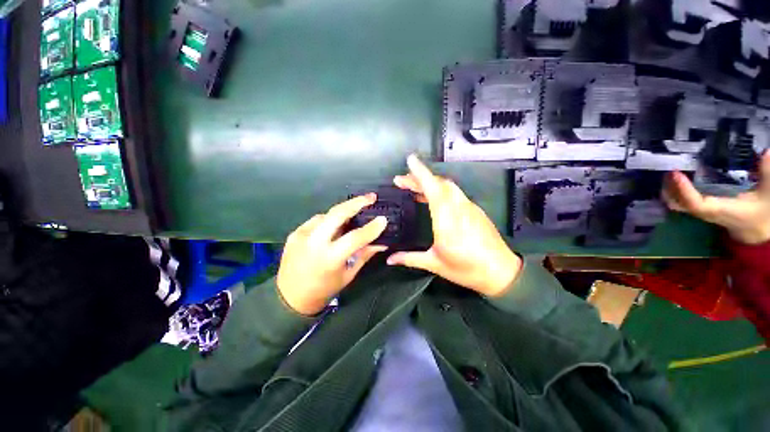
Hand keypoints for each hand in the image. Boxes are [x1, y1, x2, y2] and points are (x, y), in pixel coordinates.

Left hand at [277, 194, 388, 315]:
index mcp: (330, 258)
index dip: (371, 228)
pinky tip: (334, 226)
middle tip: (371, 197)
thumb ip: (364, 255)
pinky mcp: (294, 233)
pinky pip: (316, 221)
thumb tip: (381, 243)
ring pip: (327, 214)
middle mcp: (314, 243)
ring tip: (354, 214)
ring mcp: (302, 235)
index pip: (355, 238)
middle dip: (356, 202)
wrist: (289, 298)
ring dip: (342, 212)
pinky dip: (328, 220)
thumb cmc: (323, 290)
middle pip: (337, 214)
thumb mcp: (348, 275)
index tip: (383, 219)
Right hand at [387, 155, 521, 296]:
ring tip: (414, 189)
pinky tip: (433, 199)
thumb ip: (410, 258)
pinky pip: (455, 193)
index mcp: (447, 220)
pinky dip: (441, 190)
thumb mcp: (435, 264)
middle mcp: (459, 208)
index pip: (433, 189)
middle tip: (402, 181)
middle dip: (419, 177)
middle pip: (439, 183)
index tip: (410, 160)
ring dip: (430, 183)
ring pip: (448, 186)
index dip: (420, 173)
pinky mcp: (475, 210)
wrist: (501, 272)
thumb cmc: (467, 269)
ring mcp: (469, 207)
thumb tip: (389, 259)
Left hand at [662, 152, 769, 244]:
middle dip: (670, 188)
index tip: (676, 173)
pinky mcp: (703, 210)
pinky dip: (675, 191)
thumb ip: (767, 173)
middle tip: (668, 168)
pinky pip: (682, 202)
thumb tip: (767, 151)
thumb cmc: (763, 212)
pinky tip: (677, 178)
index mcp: (722, 210)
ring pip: (677, 204)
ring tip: (670, 171)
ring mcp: (703, 213)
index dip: (684, 190)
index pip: (697, 204)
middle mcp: (708, 213)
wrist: (758, 231)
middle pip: (679, 204)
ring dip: (670, 188)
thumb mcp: (769, 193)